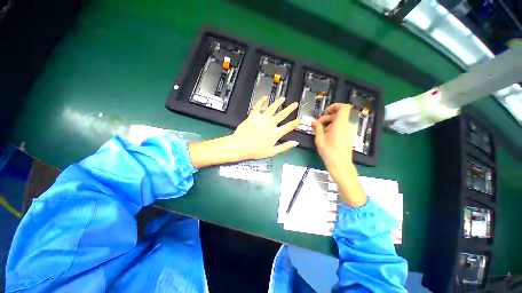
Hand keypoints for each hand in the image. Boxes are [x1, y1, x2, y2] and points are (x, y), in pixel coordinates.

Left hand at [189, 96, 299, 168]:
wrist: (240, 146)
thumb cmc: (256, 151)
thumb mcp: (272, 152)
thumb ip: (284, 147)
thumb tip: (295, 143)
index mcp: (275, 133)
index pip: (288, 126)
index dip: (295, 122)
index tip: (299, 119)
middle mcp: (270, 124)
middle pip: (282, 114)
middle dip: (290, 109)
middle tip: (294, 104)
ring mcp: (262, 119)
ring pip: (272, 108)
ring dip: (278, 102)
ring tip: (283, 98)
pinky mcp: (253, 116)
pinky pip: (258, 106)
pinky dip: (261, 101)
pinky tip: (265, 97)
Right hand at [312, 103, 355, 177]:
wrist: (340, 164)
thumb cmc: (329, 151)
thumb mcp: (319, 138)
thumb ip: (317, 127)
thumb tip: (314, 121)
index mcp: (340, 124)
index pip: (344, 107)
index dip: (336, 106)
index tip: (327, 111)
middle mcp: (347, 126)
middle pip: (339, 115)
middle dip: (328, 117)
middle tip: (319, 125)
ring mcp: (349, 131)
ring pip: (340, 121)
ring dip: (330, 123)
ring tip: (322, 132)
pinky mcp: (348, 136)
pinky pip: (342, 127)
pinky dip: (334, 128)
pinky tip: (327, 136)